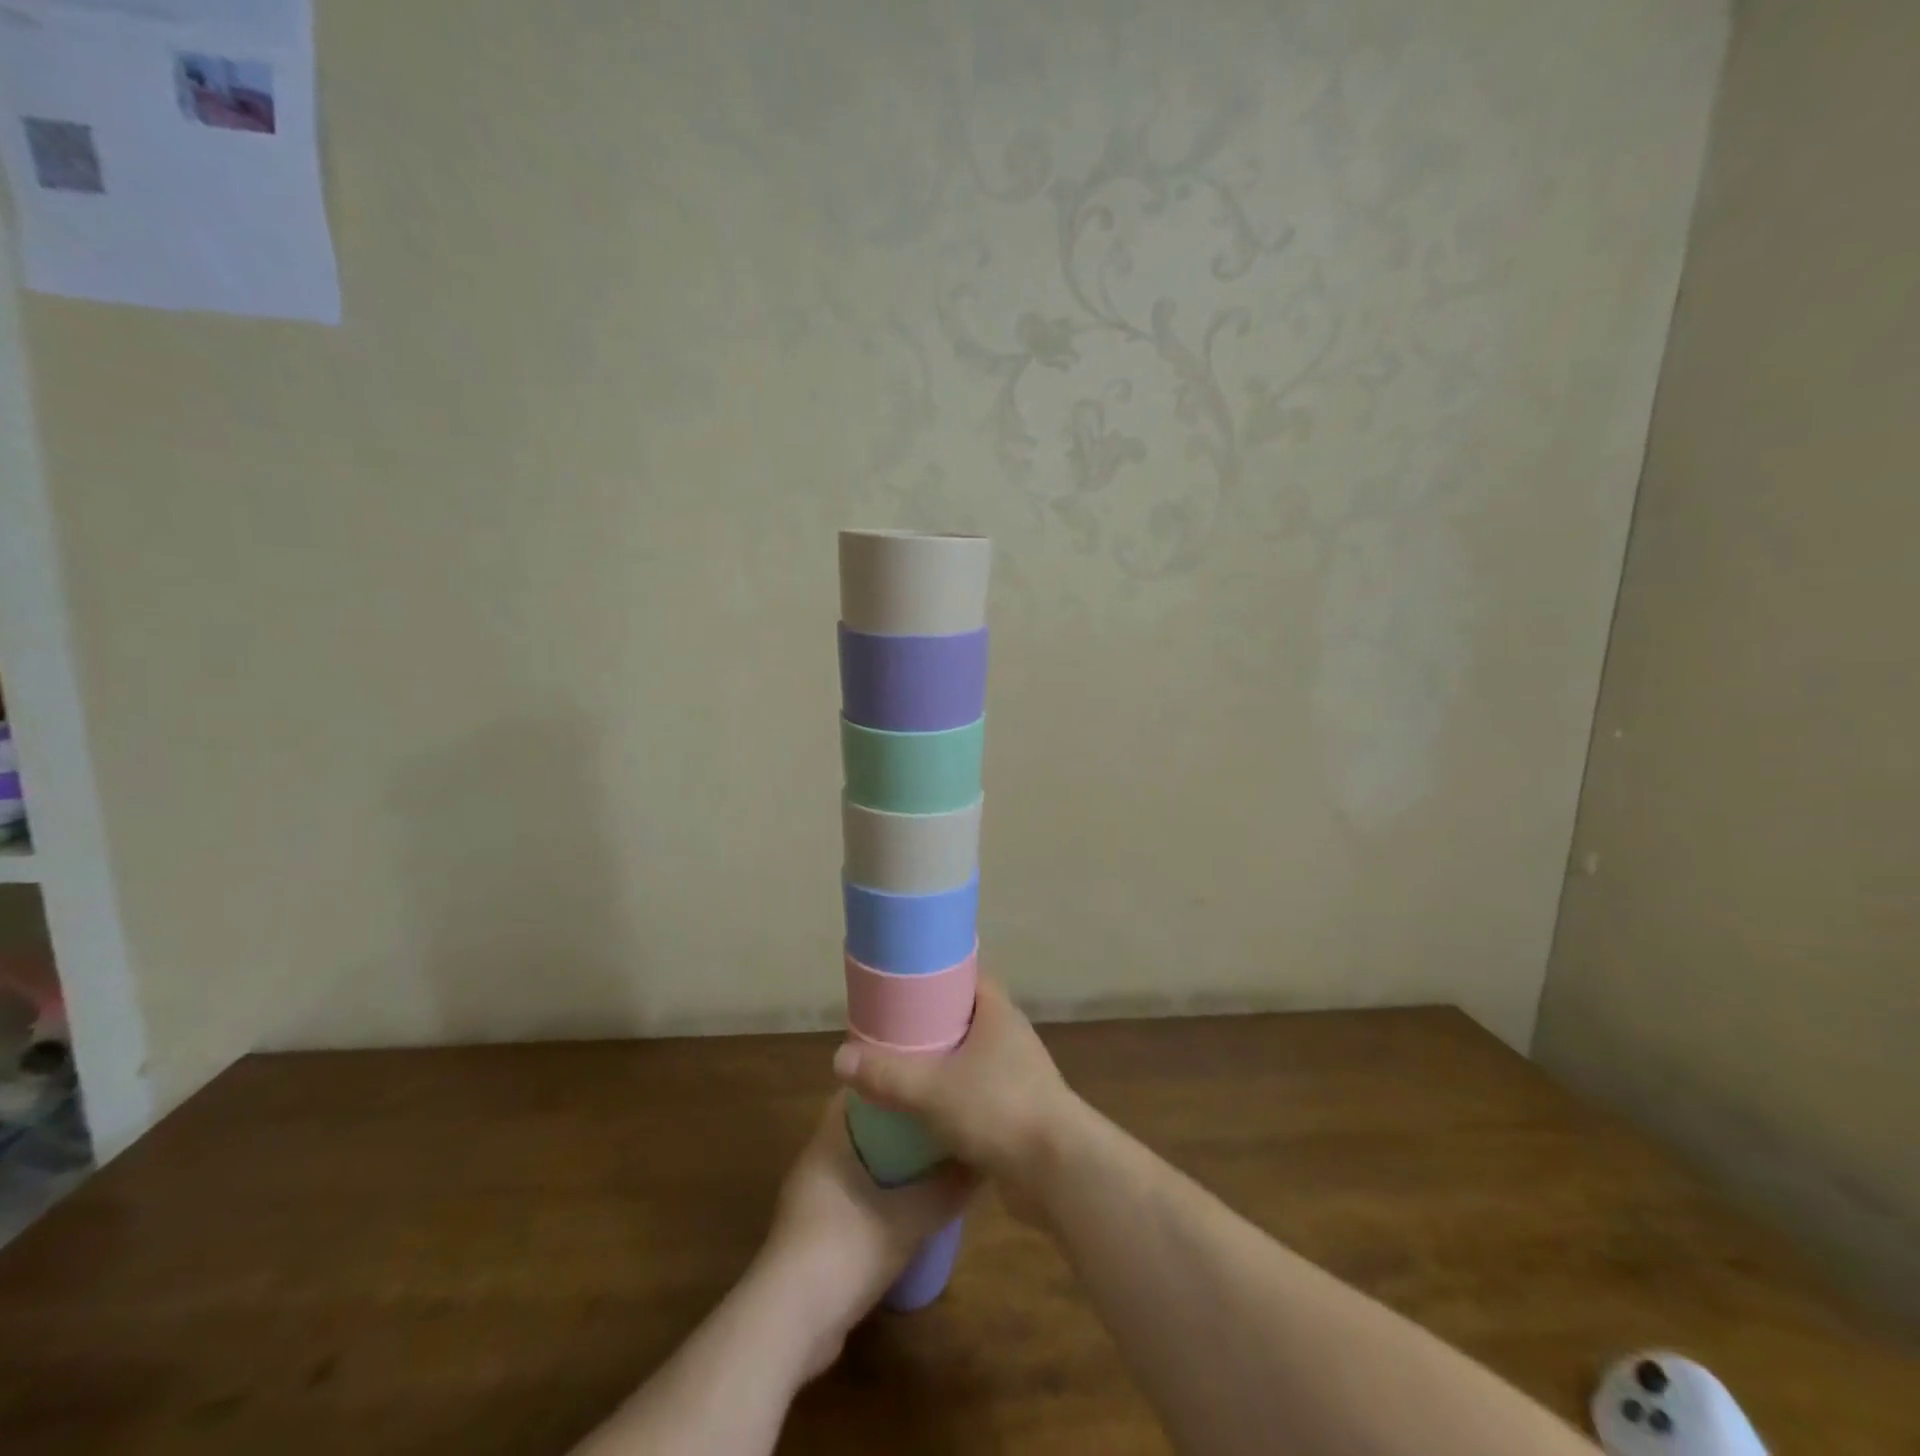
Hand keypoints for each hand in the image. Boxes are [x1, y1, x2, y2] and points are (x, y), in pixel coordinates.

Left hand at [758, 1093, 974, 1377]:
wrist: (789, 1326)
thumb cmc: (845, 1249)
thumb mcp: (908, 1219)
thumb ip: (946, 1189)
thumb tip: (983, 1162)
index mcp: (829, 1140)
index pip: (861, 1089)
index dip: (893, 1078)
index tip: (927, 1074)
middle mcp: (817, 1160)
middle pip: (862, 1126)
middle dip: (900, 1121)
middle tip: (940, 1116)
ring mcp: (812, 1199)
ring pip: (859, 1163)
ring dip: (891, 1161)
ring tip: (933, 1158)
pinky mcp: (814, 1234)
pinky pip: (854, 1196)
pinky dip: (880, 1194)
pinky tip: (910, 1207)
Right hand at [831, 979, 1078, 1195]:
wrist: (1058, 1171)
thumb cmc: (998, 1109)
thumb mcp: (931, 1090)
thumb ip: (886, 1075)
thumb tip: (839, 1058)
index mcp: (998, 1013)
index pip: (968, 974)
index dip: (938, 971)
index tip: (904, 978)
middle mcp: (1012, 1036)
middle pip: (968, 1015)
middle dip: (933, 1020)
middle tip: (893, 1026)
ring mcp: (1020, 1074)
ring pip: (974, 1057)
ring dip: (945, 1062)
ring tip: (904, 1067)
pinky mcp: (1021, 1111)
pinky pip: (981, 1092)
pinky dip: (957, 1096)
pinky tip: (928, 1111)